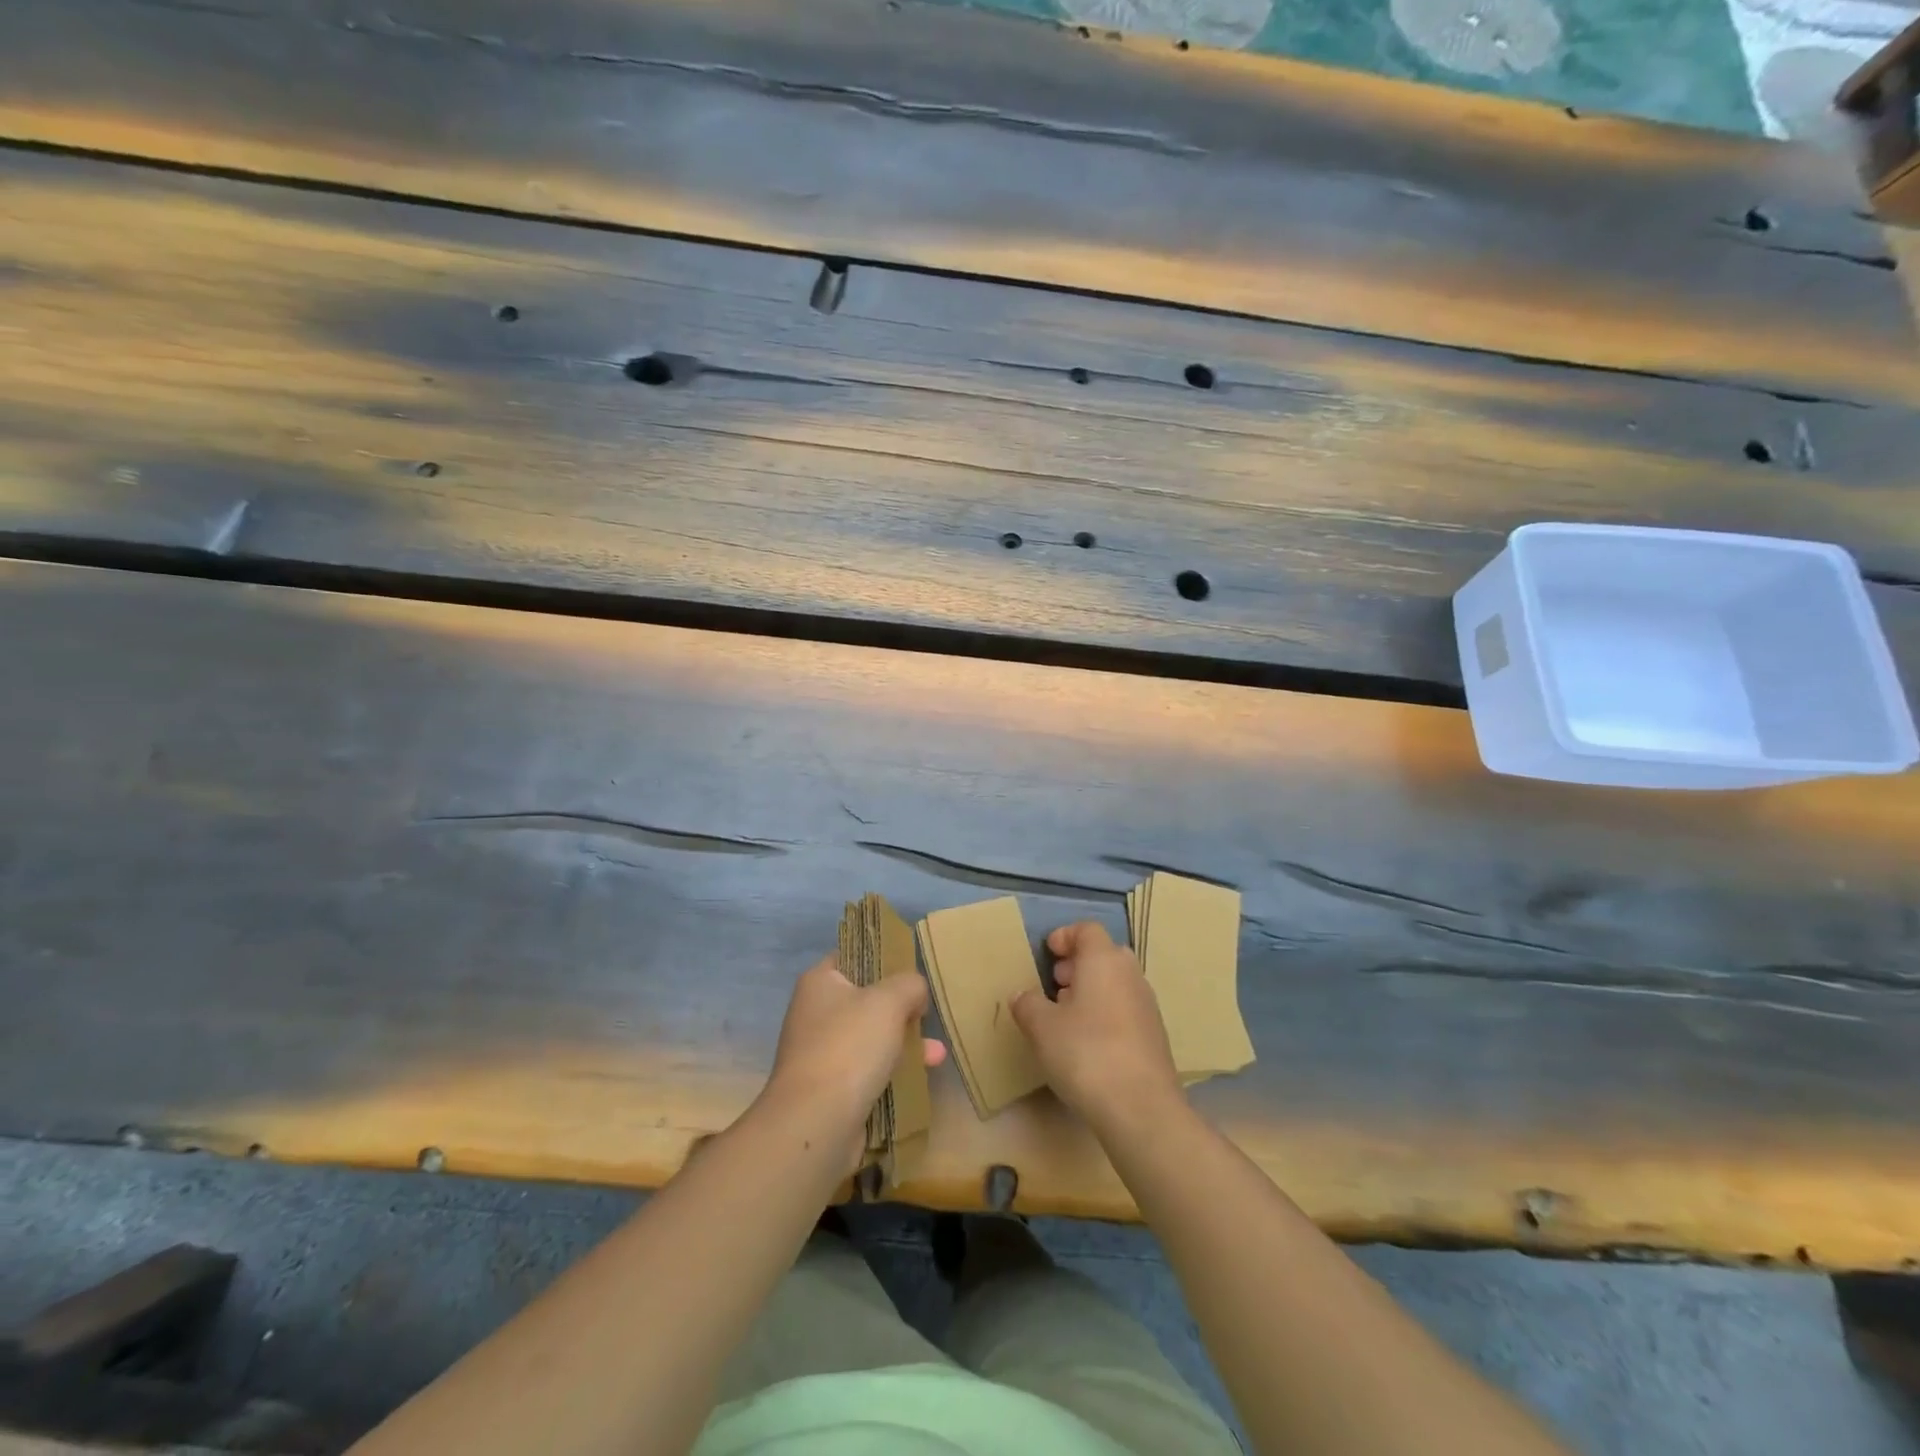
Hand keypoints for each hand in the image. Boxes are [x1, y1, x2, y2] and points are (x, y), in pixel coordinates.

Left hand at [761, 955, 945, 1165]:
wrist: (816, 1122)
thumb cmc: (849, 1046)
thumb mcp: (889, 1000)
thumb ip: (909, 984)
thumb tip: (915, 991)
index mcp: (820, 982)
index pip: (853, 955)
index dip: (883, 957)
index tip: (913, 967)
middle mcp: (816, 1013)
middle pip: (867, 998)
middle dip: (901, 1007)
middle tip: (928, 1012)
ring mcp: (823, 1052)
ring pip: (872, 1037)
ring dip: (904, 1042)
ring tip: (937, 1052)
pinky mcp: (833, 1087)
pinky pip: (870, 1069)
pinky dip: (894, 1070)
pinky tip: (923, 1075)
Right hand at [1011, 921, 1183, 1134]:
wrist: (1141, 1109)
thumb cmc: (1086, 1053)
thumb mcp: (1042, 1027)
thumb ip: (1028, 1004)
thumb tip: (1022, 995)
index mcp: (1104, 960)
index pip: (1087, 929)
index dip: (1065, 936)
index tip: (1047, 953)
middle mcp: (1130, 975)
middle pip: (1104, 954)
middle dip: (1077, 964)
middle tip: (1054, 983)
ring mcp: (1147, 1006)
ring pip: (1116, 983)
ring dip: (1091, 990)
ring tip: (1065, 1016)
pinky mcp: (1154, 1036)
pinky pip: (1125, 1009)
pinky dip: (1105, 1014)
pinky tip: (1087, 1043)